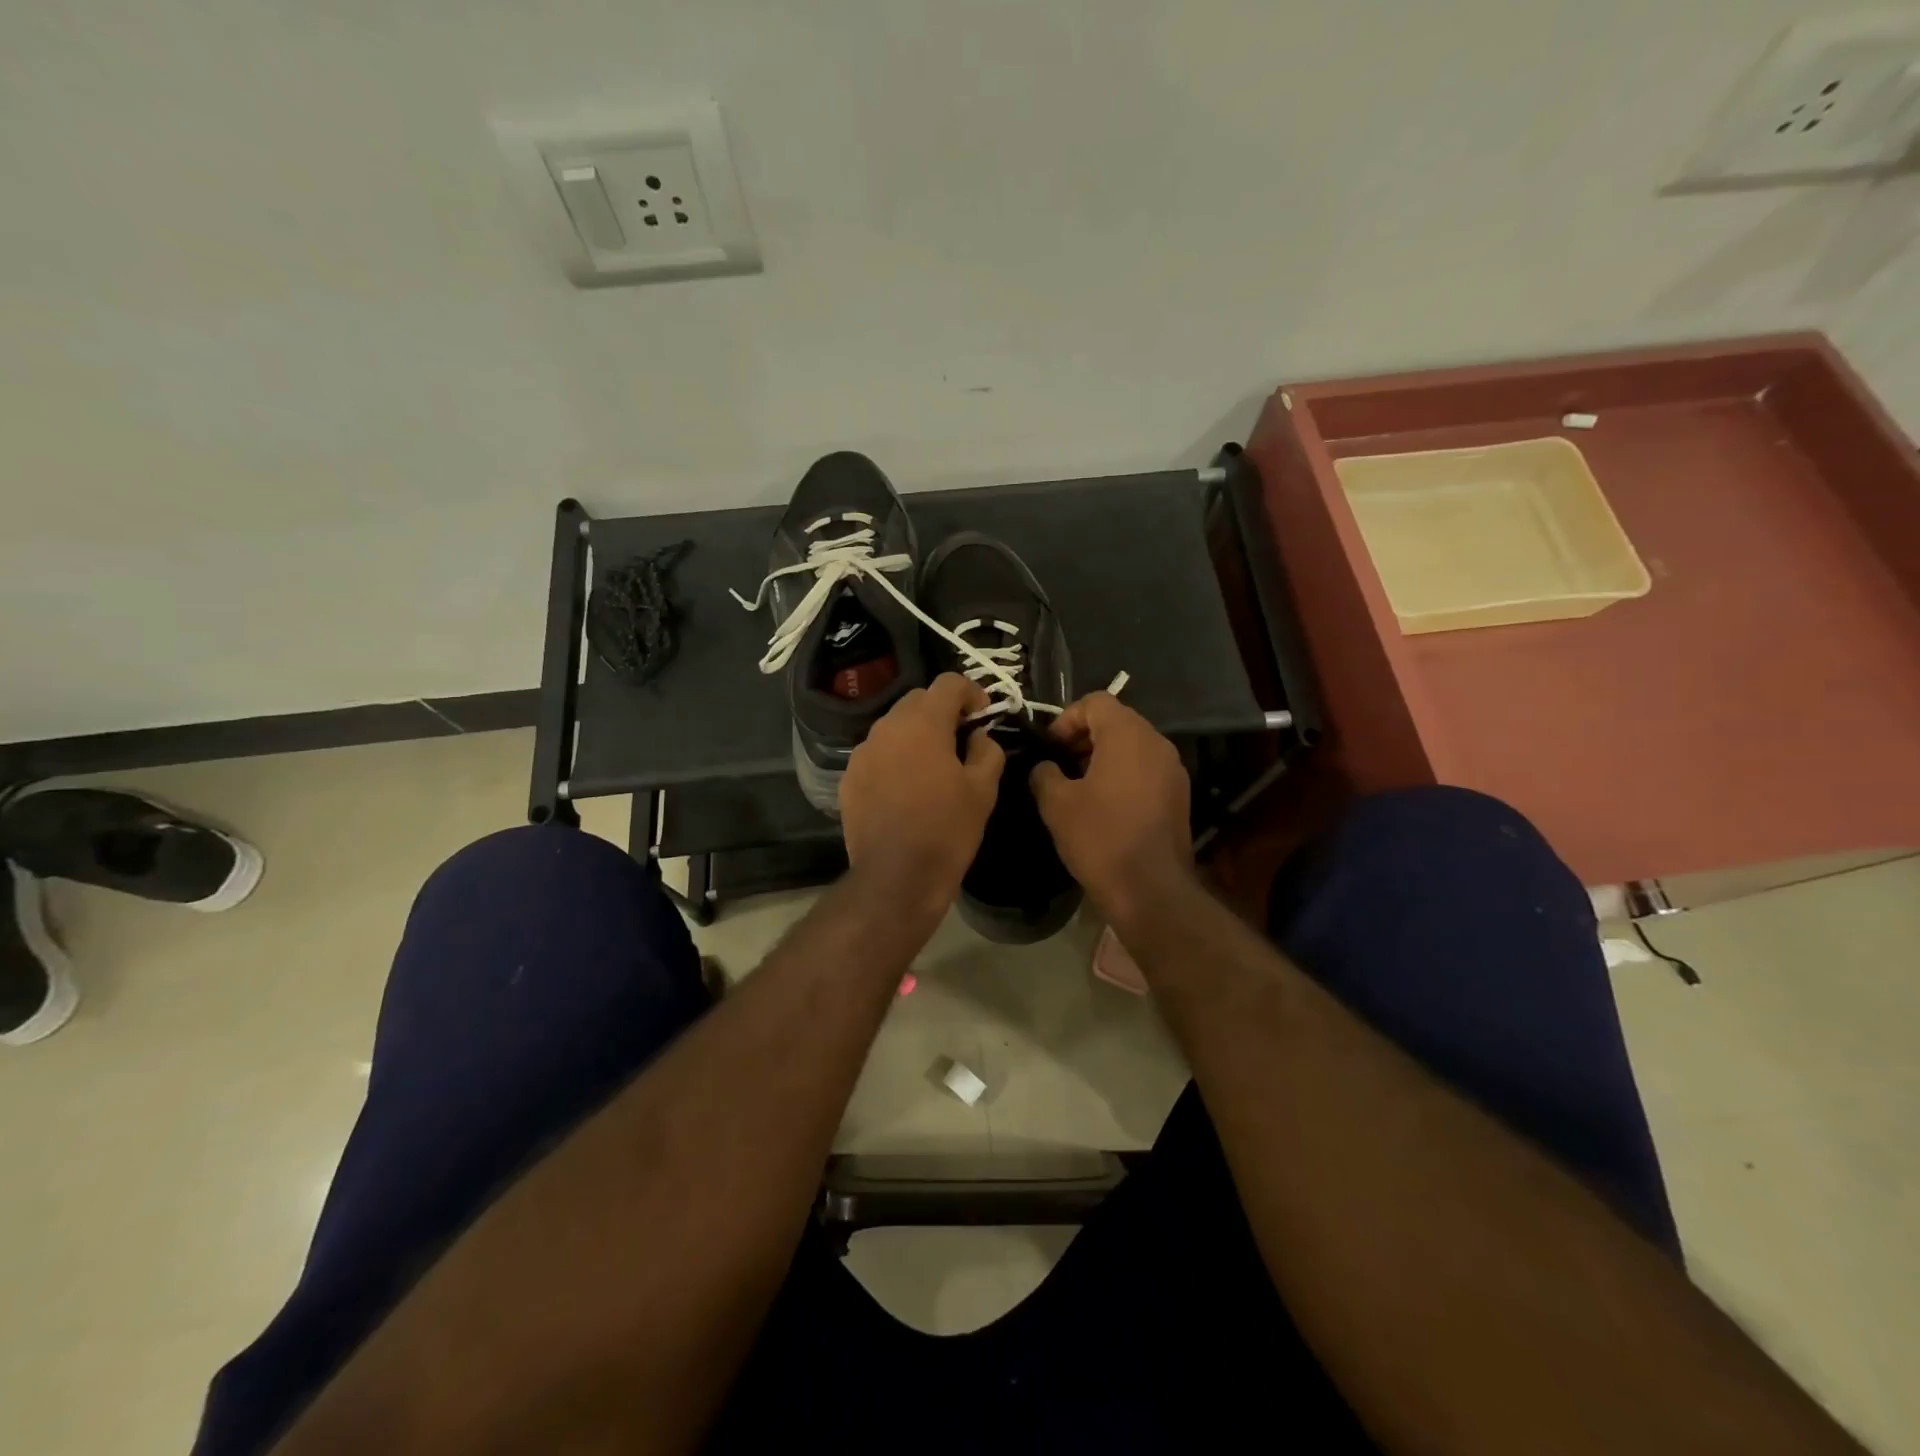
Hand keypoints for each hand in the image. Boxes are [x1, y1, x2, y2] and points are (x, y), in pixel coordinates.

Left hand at [841, 674, 1005, 919]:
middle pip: (917, 700)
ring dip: (916, 734)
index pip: (948, 683)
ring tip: (933, 765)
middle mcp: (886, 727)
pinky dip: (895, 758)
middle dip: (942, 711)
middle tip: (961, 738)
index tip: (983, 716)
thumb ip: (987, 751)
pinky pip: (877, 754)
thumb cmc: (946, 830)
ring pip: (894, 726)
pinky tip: (906, 788)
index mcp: (922, 723)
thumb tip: (979, 736)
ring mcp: (862, 753)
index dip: (971, 692)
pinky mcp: (849, 778)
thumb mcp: (983, 790)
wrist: (895, 878)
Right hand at [1030, 693, 1192, 925]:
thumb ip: (1044, 774)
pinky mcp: (1179, 794)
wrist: (1151, 889)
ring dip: (1104, 755)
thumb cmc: (1100, 838)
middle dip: (1085, 736)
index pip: (1096, 702)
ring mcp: (1173, 769)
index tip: (1051, 747)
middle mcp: (1156, 743)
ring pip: (1133, 745)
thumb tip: (1046, 768)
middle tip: (1061, 764)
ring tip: (1079, 785)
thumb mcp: (1056, 804)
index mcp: (1127, 735)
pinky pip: (1146, 768)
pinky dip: (1123, 773)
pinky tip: (1104, 804)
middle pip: (1117, 720)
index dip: (1067, 718)